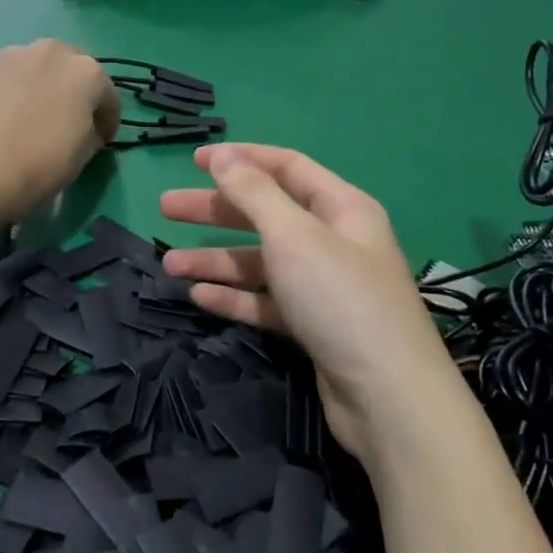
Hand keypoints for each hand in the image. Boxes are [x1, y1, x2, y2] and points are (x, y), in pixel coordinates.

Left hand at [0, 41, 120, 219]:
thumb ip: (91, 132)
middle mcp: (53, 51)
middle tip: (62, 120)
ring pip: (33, 66)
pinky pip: (1, 74)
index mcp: (87, 73)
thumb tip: (85, 128)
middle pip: (69, 69)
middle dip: (70, 91)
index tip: (101, 140)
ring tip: (24, 114)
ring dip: (36, 85)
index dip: (107, 121)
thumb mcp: (83, 155)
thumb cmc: (41, 164)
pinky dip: (4, 88)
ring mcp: (12, 53)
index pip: (107, 96)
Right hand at [160, 144, 459, 464]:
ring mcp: (323, 287)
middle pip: (266, 214)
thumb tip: (223, 156)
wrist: (386, 396)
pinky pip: (266, 302)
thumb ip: (254, 193)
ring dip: (216, 260)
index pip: (287, 168)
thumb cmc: (340, 299)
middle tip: (166, 209)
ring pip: (260, 262)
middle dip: (216, 210)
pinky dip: (235, 297)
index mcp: (341, 209)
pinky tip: (199, 296)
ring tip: (169, 265)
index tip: (195, 161)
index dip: (241, 159)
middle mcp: (333, 242)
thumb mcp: (294, 236)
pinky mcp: (312, 326)